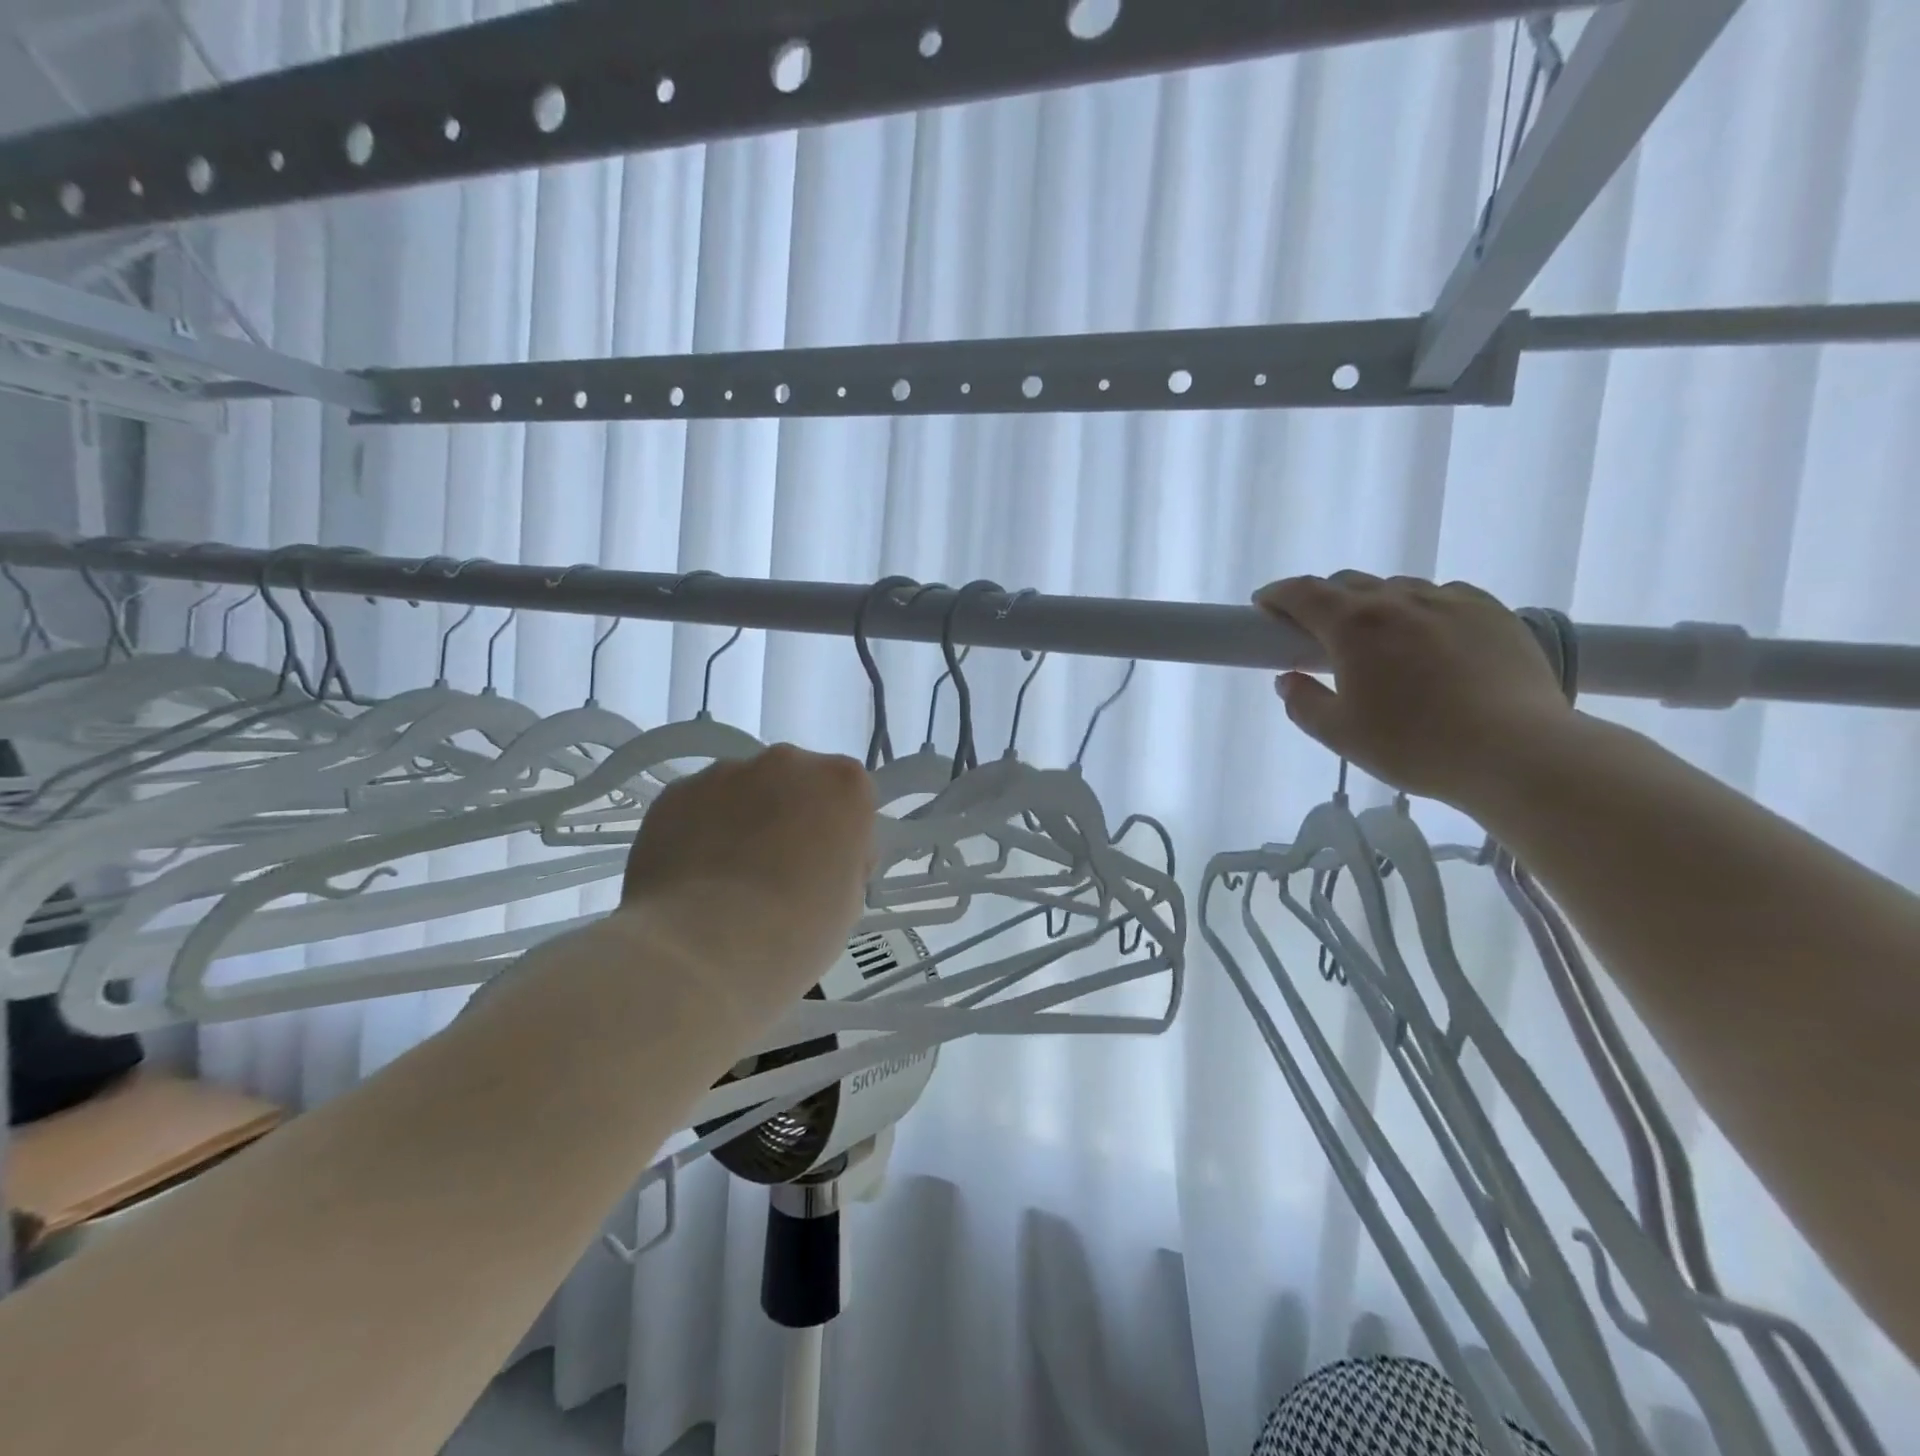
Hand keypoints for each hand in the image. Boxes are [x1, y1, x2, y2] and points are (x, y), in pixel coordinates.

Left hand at [620, 745, 875, 1004]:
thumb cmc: (794, 931)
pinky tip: (692, 880)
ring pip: (744, 792)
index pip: (851, 799)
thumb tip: (820, 858)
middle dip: (790, 818)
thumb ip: (842, 861)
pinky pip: (698, 807)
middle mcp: (787, 762)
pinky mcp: (675, 793)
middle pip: (796, 784)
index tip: (827, 873)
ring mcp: (726, 772)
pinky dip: (698, 833)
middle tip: (777, 875)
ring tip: (726, 882)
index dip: (840, 836)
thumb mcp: (849, 902)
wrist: (700, 949)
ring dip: (743, 822)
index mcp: (842, 784)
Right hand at [1253, 572, 1573, 805]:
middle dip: (1322, 600)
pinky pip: (1443, 596)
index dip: (1276, 595)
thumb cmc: (1415, 745)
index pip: (1303, 593)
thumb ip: (1304, 703)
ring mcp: (1452, 601)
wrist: (1518, 752)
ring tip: (1376, 640)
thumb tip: (1289, 680)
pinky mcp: (1493, 612)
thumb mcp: (1340, 734)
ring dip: (1373, 605)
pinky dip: (1420, 609)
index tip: (1263, 605)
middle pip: (1348, 583)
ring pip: (1397, 588)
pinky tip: (1427, 638)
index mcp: (1355, 625)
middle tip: (1315, 632)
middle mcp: (1400, 600)